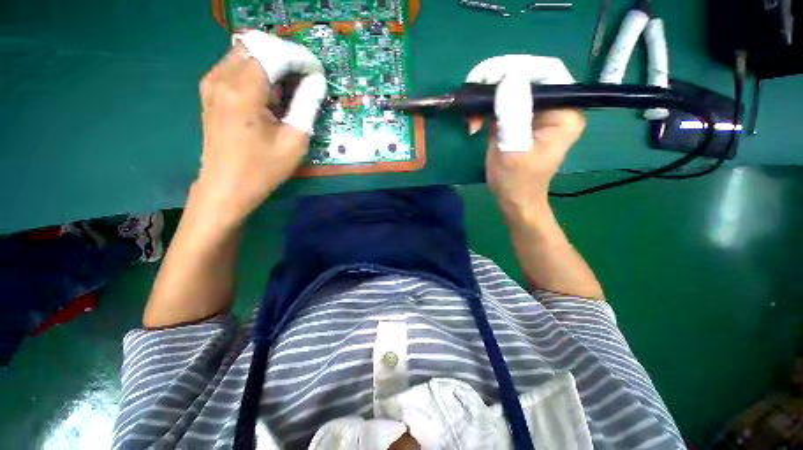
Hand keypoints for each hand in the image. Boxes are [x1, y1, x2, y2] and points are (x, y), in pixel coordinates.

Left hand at [195, 31, 326, 223]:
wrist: (226, 187)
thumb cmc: (263, 168)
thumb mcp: (294, 141)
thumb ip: (307, 105)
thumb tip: (317, 81)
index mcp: (243, 91)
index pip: (274, 54)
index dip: (300, 58)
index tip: (318, 72)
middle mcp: (222, 77)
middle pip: (257, 45)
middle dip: (286, 56)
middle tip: (306, 78)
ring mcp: (212, 82)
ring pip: (246, 52)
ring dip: (272, 63)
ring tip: (291, 88)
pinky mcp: (211, 91)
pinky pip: (236, 65)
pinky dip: (258, 71)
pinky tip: (271, 94)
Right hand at [465, 56, 584, 220]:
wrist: (514, 200)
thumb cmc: (516, 181)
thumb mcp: (513, 150)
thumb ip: (513, 115)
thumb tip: (509, 76)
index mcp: (564, 112)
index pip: (546, 72)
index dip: (516, 67)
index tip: (485, 77)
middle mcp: (555, 107)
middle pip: (527, 77)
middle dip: (496, 83)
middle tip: (473, 94)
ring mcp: (536, 113)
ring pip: (512, 89)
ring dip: (487, 97)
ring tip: (471, 116)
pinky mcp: (520, 120)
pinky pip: (503, 103)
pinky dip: (486, 109)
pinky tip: (474, 122)